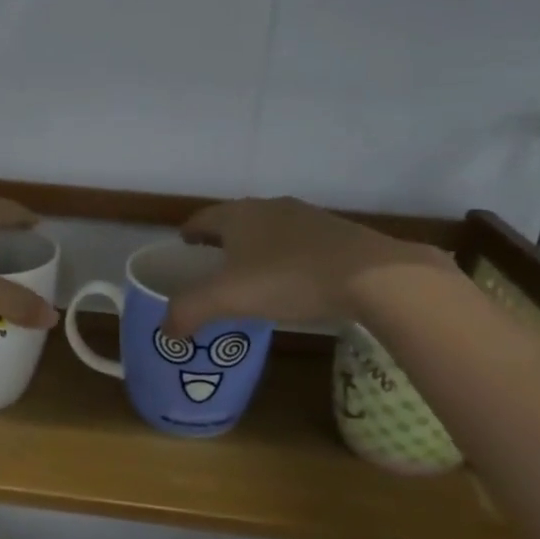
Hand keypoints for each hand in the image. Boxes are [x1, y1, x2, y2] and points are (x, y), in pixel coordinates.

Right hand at [163, 196, 453, 336]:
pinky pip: (299, 242)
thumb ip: (189, 312)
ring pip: (269, 229)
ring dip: (255, 247)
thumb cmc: (289, 279)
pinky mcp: (338, 233)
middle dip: (221, 240)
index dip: (189, 233)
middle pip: (235, 221)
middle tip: (212, 266)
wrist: (373, 276)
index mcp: (238, 215)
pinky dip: (286, 256)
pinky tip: (293, 280)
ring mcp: (308, 217)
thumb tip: (166, 331)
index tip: (183, 248)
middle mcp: (270, 207)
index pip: (202, 218)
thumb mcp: (228, 298)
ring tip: (252, 275)